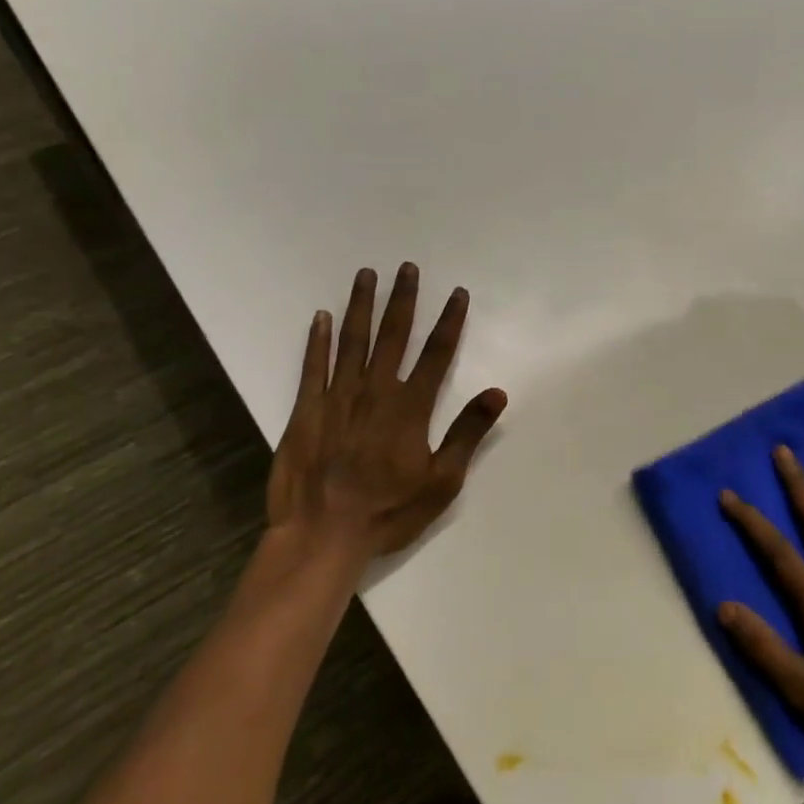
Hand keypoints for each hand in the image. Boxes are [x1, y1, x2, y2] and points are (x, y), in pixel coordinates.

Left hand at [266, 264, 506, 569]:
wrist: (323, 535)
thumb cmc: (389, 511)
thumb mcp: (442, 481)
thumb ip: (467, 433)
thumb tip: (497, 393)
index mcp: (410, 408)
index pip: (436, 354)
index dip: (449, 321)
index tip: (457, 293)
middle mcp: (375, 392)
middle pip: (393, 336)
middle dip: (403, 300)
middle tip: (406, 267)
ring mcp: (337, 398)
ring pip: (352, 341)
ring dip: (361, 307)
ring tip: (366, 275)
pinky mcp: (306, 410)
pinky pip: (313, 366)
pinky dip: (317, 340)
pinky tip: (321, 317)